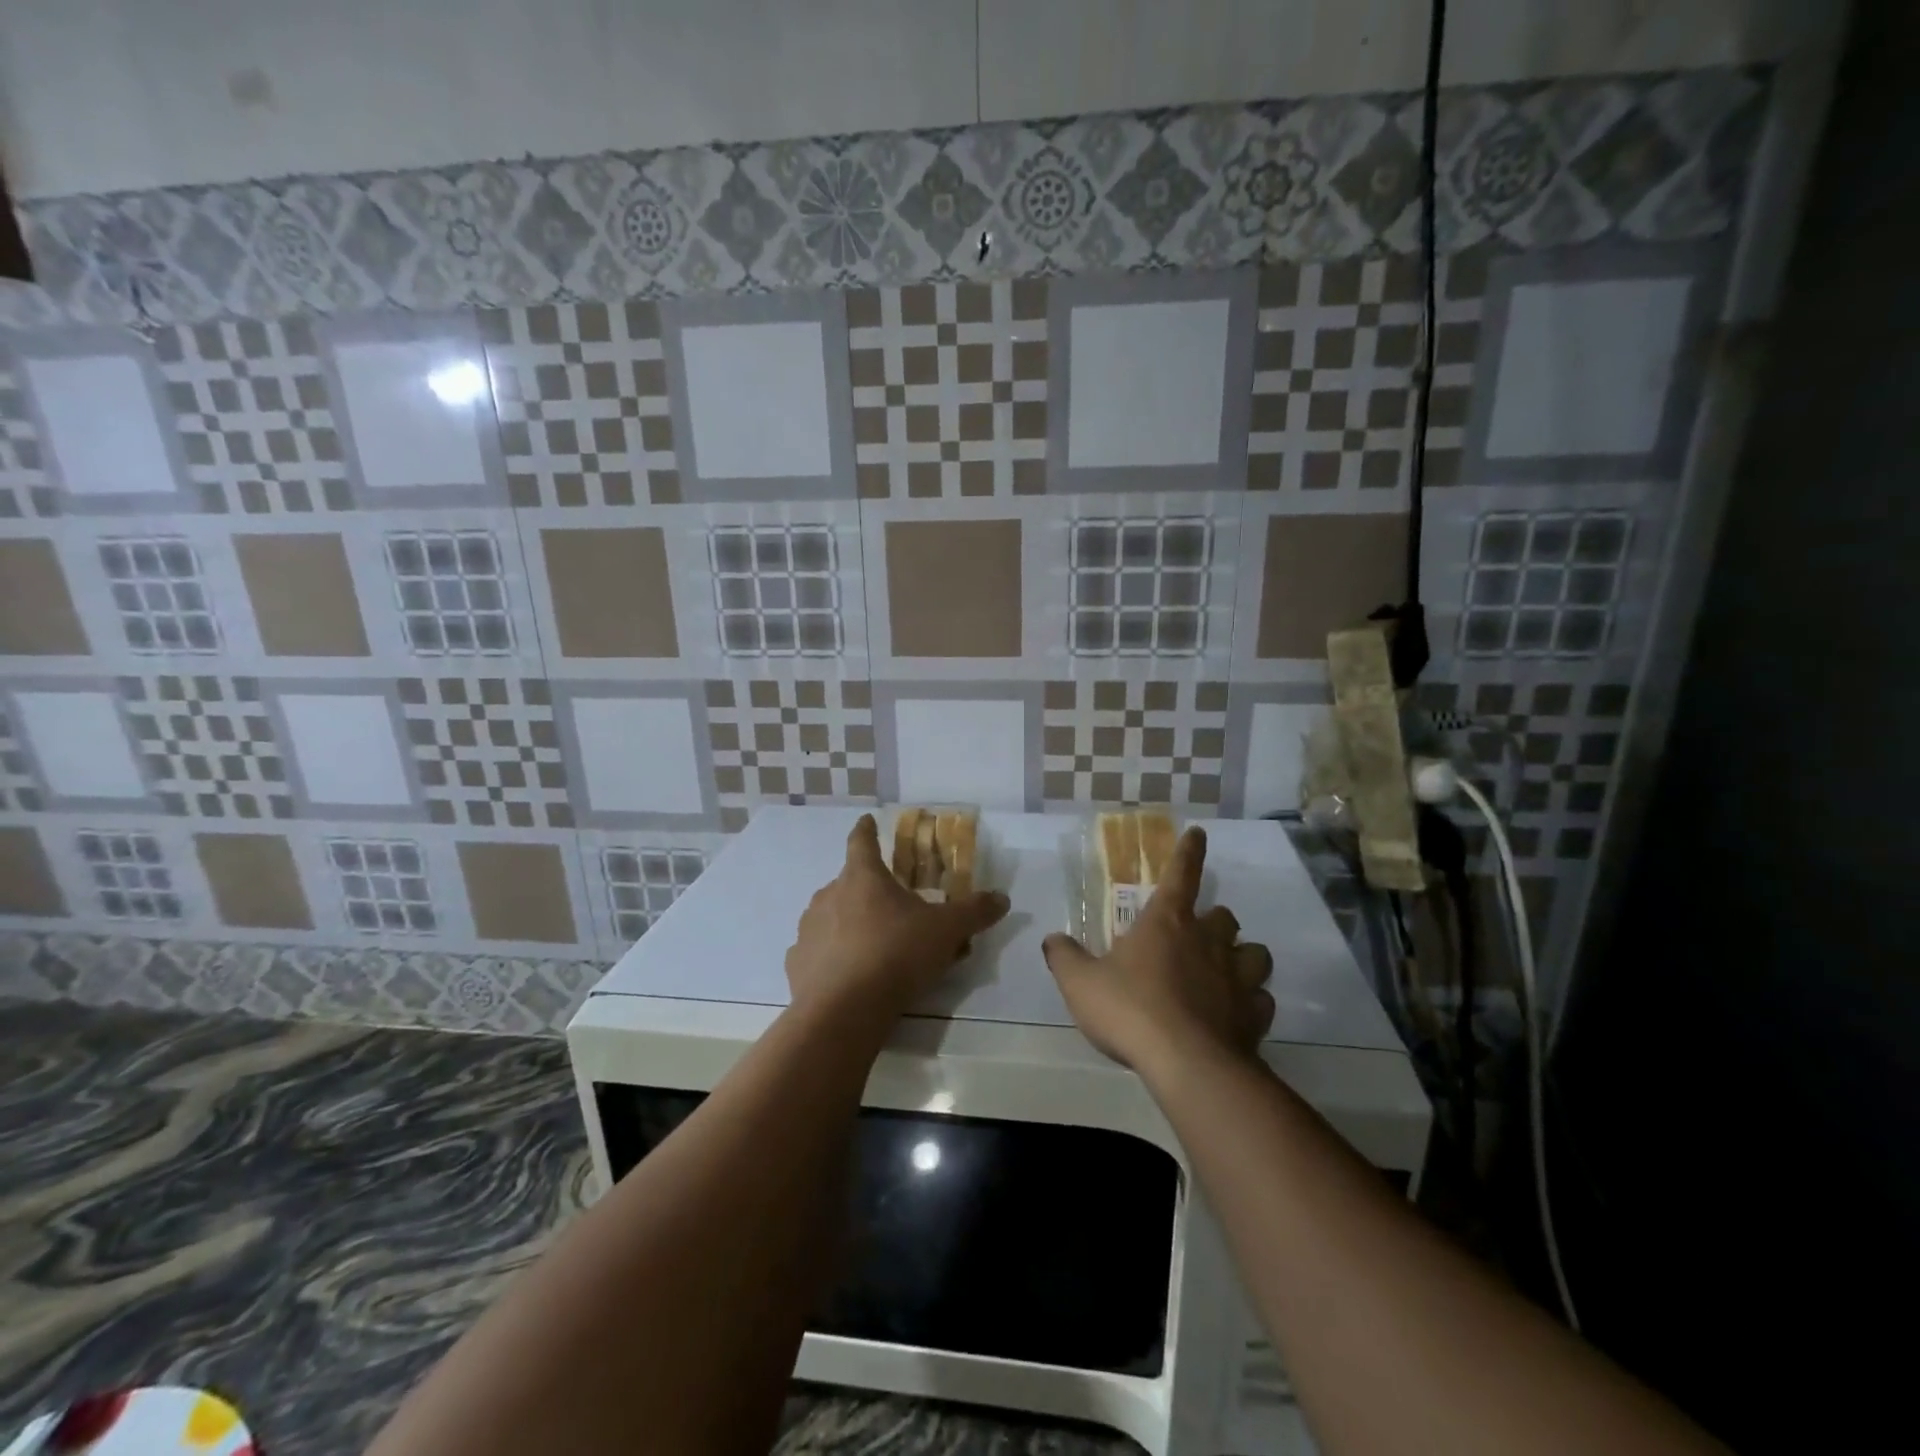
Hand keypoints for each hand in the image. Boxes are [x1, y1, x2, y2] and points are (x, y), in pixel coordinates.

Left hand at [785, 814, 1010, 1023]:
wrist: (844, 1010)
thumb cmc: (896, 954)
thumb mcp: (946, 931)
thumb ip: (974, 912)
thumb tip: (1002, 898)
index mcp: (862, 877)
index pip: (861, 841)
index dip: (866, 829)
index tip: (867, 820)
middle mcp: (829, 895)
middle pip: (849, 883)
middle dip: (868, 891)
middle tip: (892, 908)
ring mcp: (809, 929)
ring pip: (831, 917)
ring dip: (849, 924)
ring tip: (873, 947)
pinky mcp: (797, 964)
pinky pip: (817, 953)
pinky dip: (831, 958)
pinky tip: (848, 977)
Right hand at [1044, 826, 1274, 1074]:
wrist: (1187, 1065)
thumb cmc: (1130, 1011)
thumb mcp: (1080, 983)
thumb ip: (1065, 957)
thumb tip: (1052, 939)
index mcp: (1167, 923)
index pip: (1181, 874)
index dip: (1189, 852)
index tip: (1199, 833)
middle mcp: (1208, 941)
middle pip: (1224, 916)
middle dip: (1213, 921)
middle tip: (1196, 937)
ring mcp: (1237, 978)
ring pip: (1255, 953)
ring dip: (1242, 958)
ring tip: (1226, 972)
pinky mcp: (1255, 1016)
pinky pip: (1261, 1000)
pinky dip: (1251, 1003)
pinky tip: (1236, 1015)